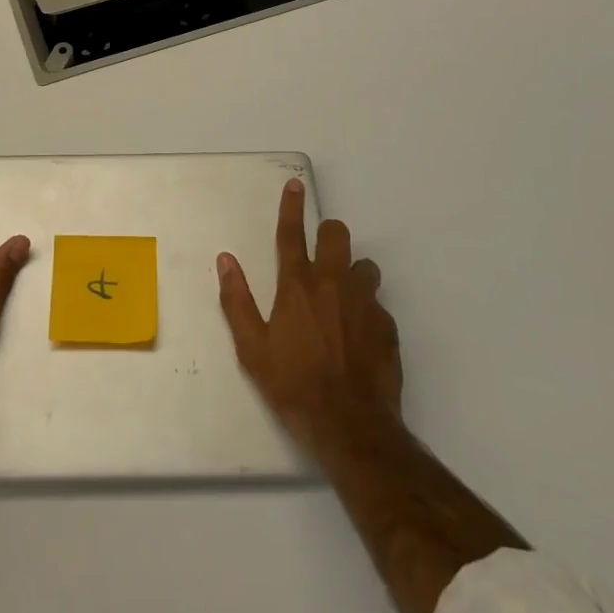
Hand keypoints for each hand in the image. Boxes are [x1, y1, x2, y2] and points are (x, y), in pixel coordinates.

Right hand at [217, 177, 404, 462]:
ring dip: (352, 272)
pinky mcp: (388, 326)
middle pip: (337, 235)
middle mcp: (333, 283)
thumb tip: (225, 260)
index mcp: (298, 285)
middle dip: (329, 235)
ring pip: (364, 265)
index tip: (296, 184)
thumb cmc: (293, 386)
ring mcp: (365, 303)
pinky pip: (378, 302)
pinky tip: (358, 334)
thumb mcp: (252, 349)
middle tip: (320, 255)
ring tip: (342, 298)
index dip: (292, 206)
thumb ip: (237, 300)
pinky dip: (367, 308)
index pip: (292, 233)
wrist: (352, 427)